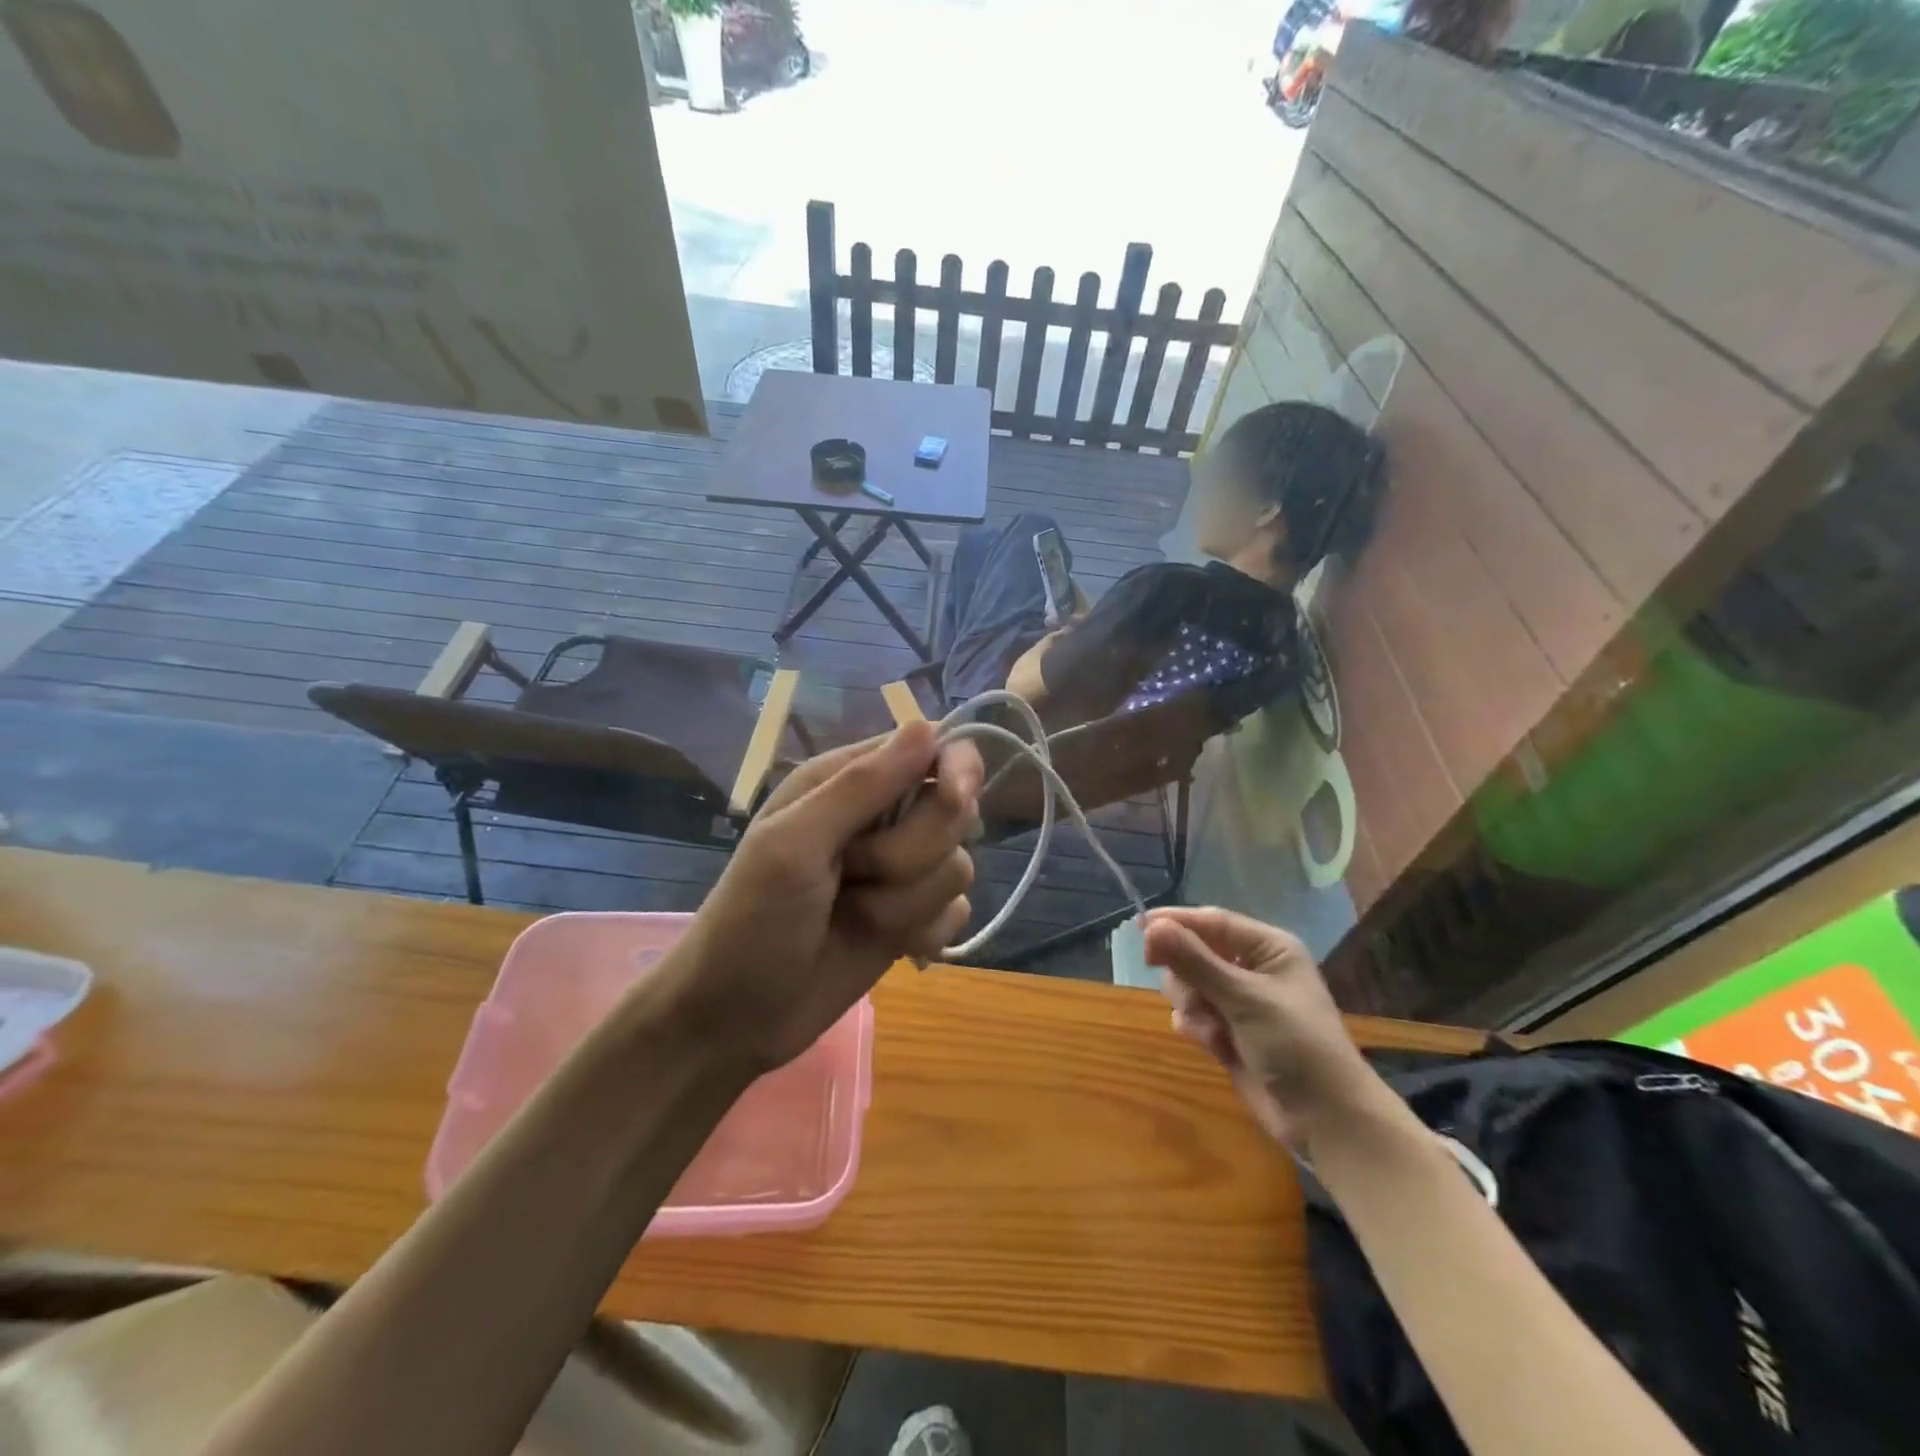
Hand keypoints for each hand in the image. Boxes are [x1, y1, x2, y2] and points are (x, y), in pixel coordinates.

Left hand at [662, 723, 982, 1073]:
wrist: (737, 1018)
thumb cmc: (752, 919)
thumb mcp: (795, 844)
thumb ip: (862, 786)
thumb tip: (927, 726)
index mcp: (847, 782)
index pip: (931, 748)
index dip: (955, 768)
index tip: (954, 797)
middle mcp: (881, 819)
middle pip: (953, 811)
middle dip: (912, 852)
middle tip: (855, 872)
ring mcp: (900, 872)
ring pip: (957, 866)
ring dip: (909, 901)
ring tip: (857, 915)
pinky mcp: (913, 918)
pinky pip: (956, 911)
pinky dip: (925, 931)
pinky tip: (892, 948)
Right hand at [1144, 906, 1380, 1147]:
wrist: (1326, 1121)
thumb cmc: (1295, 1045)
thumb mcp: (1244, 998)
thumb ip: (1194, 961)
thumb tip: (1150, 927)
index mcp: (1268, 948)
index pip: (1211, 921)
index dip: (1176, 922)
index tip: (1139, 930)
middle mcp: (1252, 968)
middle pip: (1194, 952)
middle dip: (1187, 976)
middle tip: (1191, 996)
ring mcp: (1239, 1001)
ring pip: (1188, 985)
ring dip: (1192, 1007)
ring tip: (1213, 1031)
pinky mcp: (1228, 1031)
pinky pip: (1192, 1014)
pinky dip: (1196, 1028)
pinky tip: (1216, 1047)